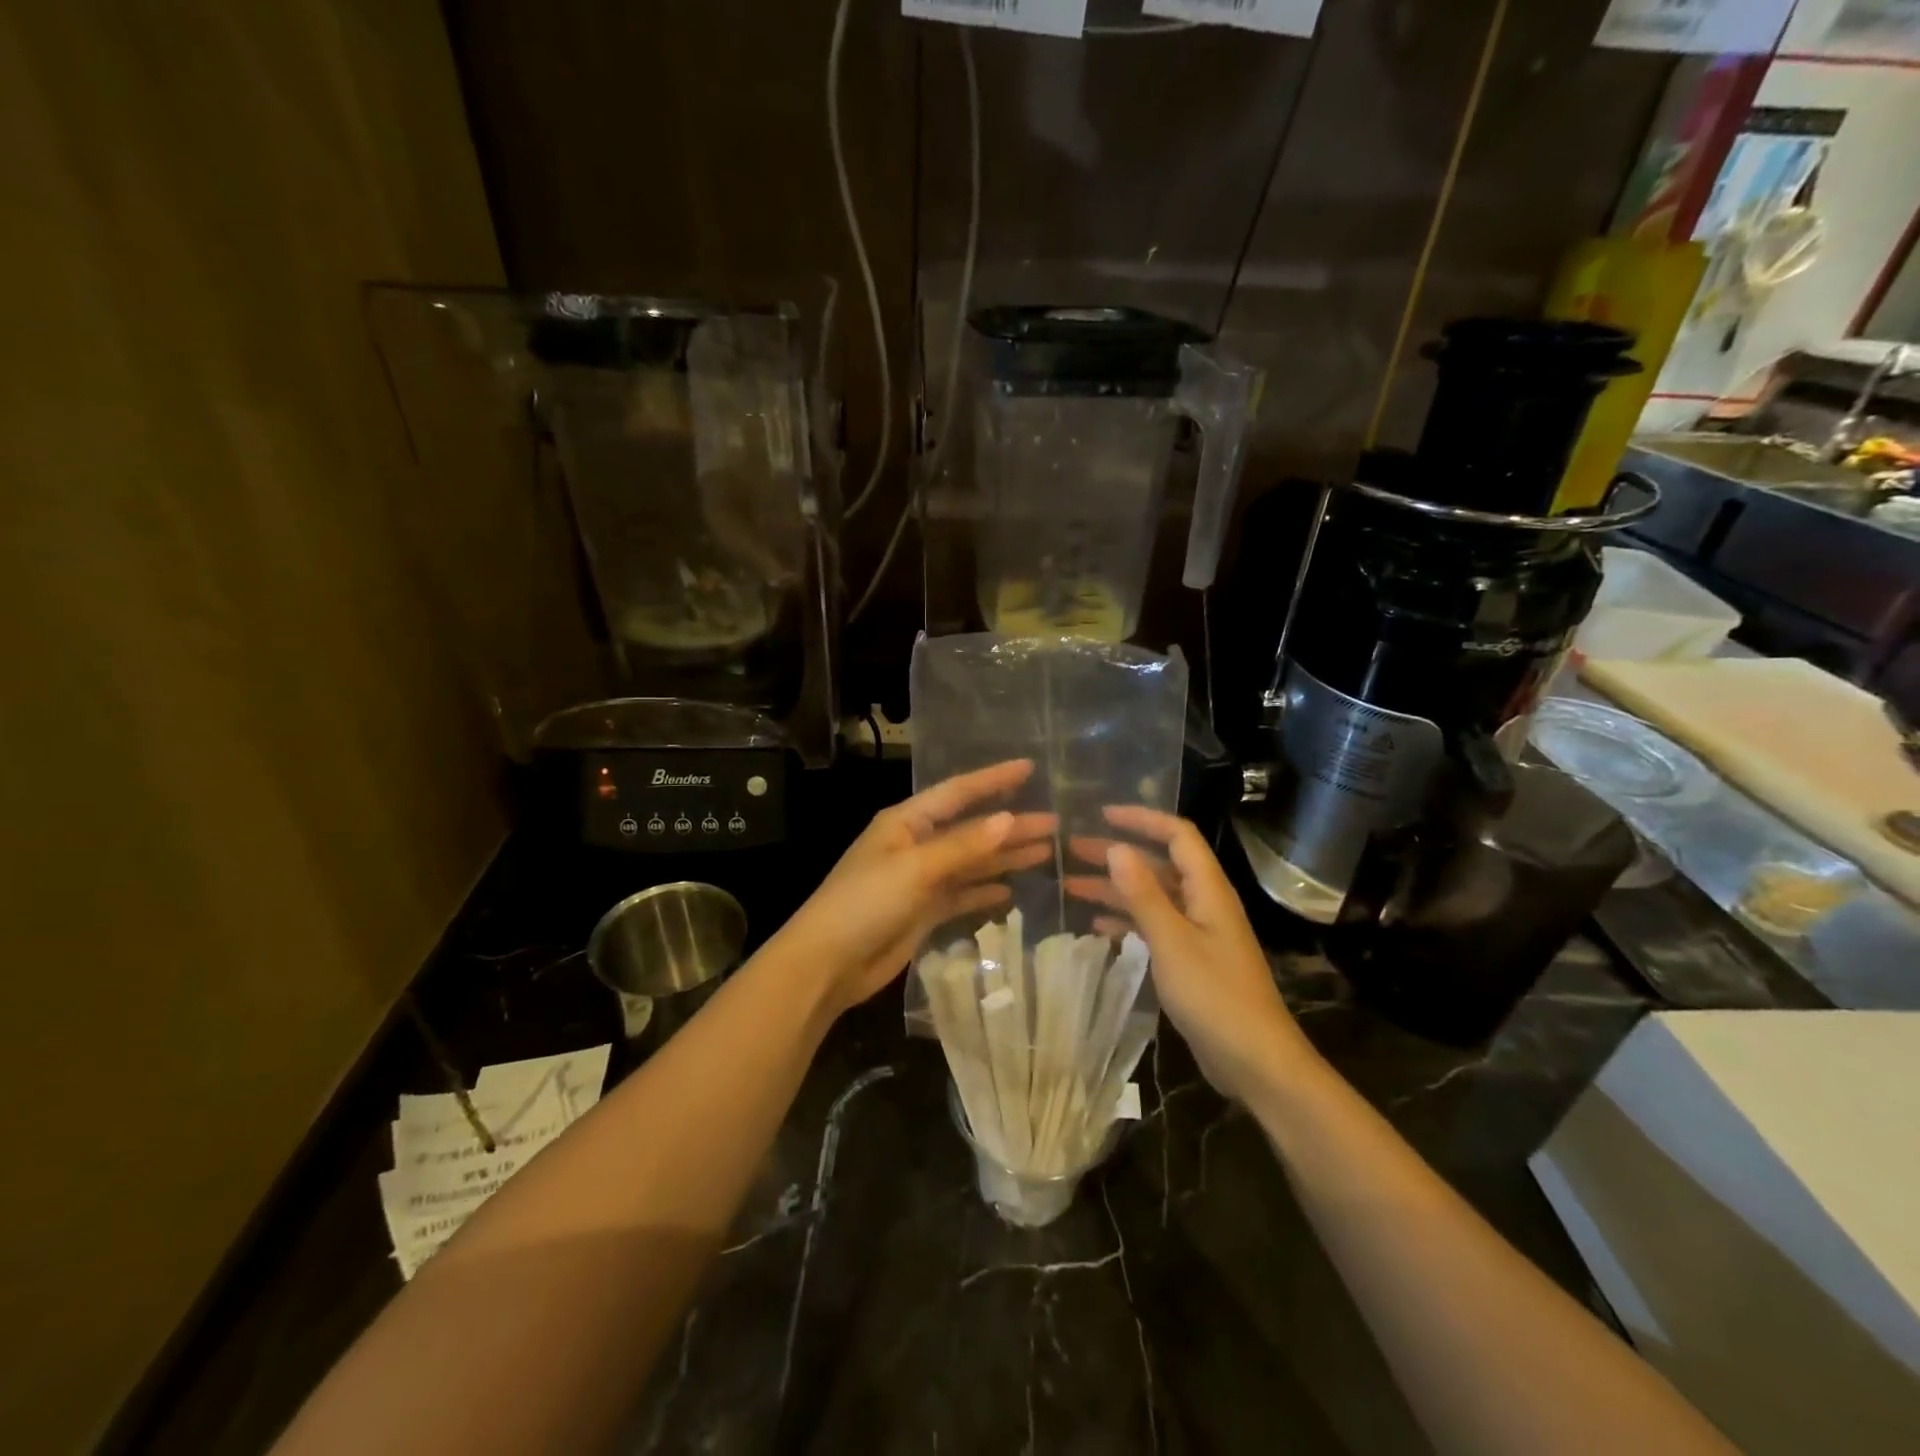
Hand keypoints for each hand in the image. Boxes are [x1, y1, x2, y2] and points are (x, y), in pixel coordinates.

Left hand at [773, 760, 1056, 1018]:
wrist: (827, 964)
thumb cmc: (865, 903)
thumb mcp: (915, 868)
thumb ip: (964, 846)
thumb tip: (1010, 819)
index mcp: (907, 822)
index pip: (958, 792)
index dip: (993, 779)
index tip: (1030, 768)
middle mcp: (915, 845)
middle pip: (971, 829)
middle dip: (1010, 825)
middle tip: (1054, 824)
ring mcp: (919, 880)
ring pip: (971, 862)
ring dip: (1004, 857)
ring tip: (1046, 852)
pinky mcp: (923, 912)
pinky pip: (961, 894)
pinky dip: (984, 891)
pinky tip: (1010, 891)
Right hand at [1064, 806, 1317, 1104]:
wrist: (1256, 1062)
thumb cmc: (1215, 996)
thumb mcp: (1172, 941)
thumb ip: (1143, 894)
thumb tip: (1116, 847)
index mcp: (1207, 890)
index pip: (1177, 836)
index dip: (1141, 819)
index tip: (1101, 815)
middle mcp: (1203, 903)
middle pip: (1157, 864)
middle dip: (1116, 853)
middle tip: (1072, 850)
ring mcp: (1197, 933)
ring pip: (1151, 897)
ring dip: (1114, 888)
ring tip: (1070, 884)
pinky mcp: (1190, 961)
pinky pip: (1153, 927)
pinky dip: (1125, 921)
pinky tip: (1096, 925)